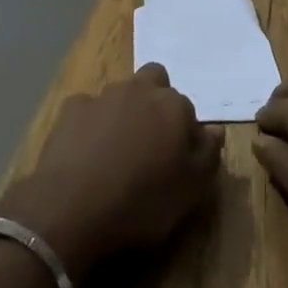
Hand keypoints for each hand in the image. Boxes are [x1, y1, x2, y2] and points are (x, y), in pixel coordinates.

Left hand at [0, 63, 223, 279]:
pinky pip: (88, 110)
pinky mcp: (73, 108)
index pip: (188, 110)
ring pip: (121, 93)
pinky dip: (90, 125)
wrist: (73, 206)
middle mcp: (141, 89)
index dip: (184, 133)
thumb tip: (215, 130)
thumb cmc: (141, 202)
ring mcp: (104, 95)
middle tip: (149, 142)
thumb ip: (207, 155)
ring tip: (116, 152)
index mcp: (174, 106)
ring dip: (123, 113)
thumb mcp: (190, 192)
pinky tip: (85, 153)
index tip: (177, 160)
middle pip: (155, 81)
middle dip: (154, 102)